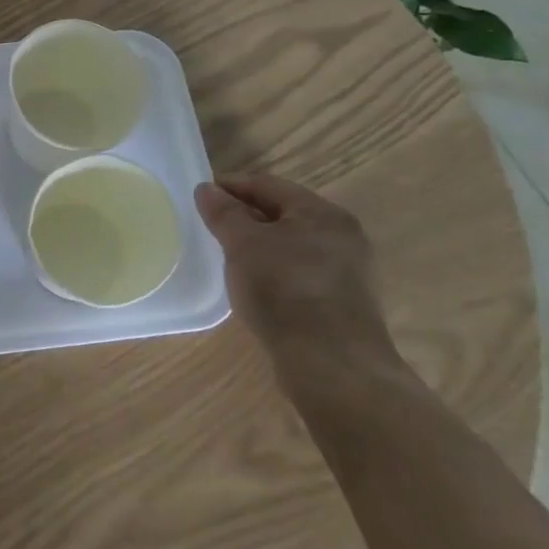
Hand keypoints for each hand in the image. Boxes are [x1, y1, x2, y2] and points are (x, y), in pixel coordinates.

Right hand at [194, 174, 398, 375]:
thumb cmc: (284, 289)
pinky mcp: (343, 302)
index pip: (268, 185)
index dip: (231, 185)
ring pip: (292, 244)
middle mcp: (342, 236)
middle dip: (245, 215)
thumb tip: (206, 189)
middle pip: (284, 213)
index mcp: (323, 213)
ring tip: (228, 254)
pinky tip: (255, 283)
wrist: (332, 364)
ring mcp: (348, 271)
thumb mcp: (243, 244)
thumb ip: (223, 213)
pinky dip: (274, 268)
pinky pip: (300, 271)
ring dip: (260, 244)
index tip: (201, 194)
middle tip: (211, 223)